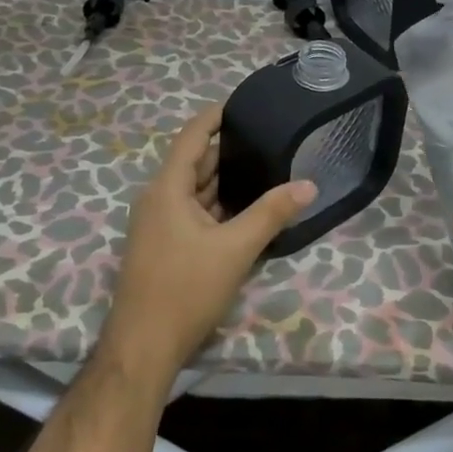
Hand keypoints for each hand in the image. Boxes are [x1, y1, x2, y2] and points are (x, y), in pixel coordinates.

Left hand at [102, 102, 316, 379]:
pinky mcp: (163, 246)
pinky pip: (192, 213)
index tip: (244, 104)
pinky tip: (245, 209)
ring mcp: (157, 224)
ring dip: (224, 181)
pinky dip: (217, 206)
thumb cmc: (185, 289)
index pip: (192, 136)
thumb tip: (309, 184)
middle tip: (267, 139)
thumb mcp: (236, 249)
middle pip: (195, 163)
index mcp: (167, 188)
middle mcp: (158, 199)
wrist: (143, 347)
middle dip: (228, 151)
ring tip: (264, 168)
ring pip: (195, 191)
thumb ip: (272, 213)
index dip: (215, 116)